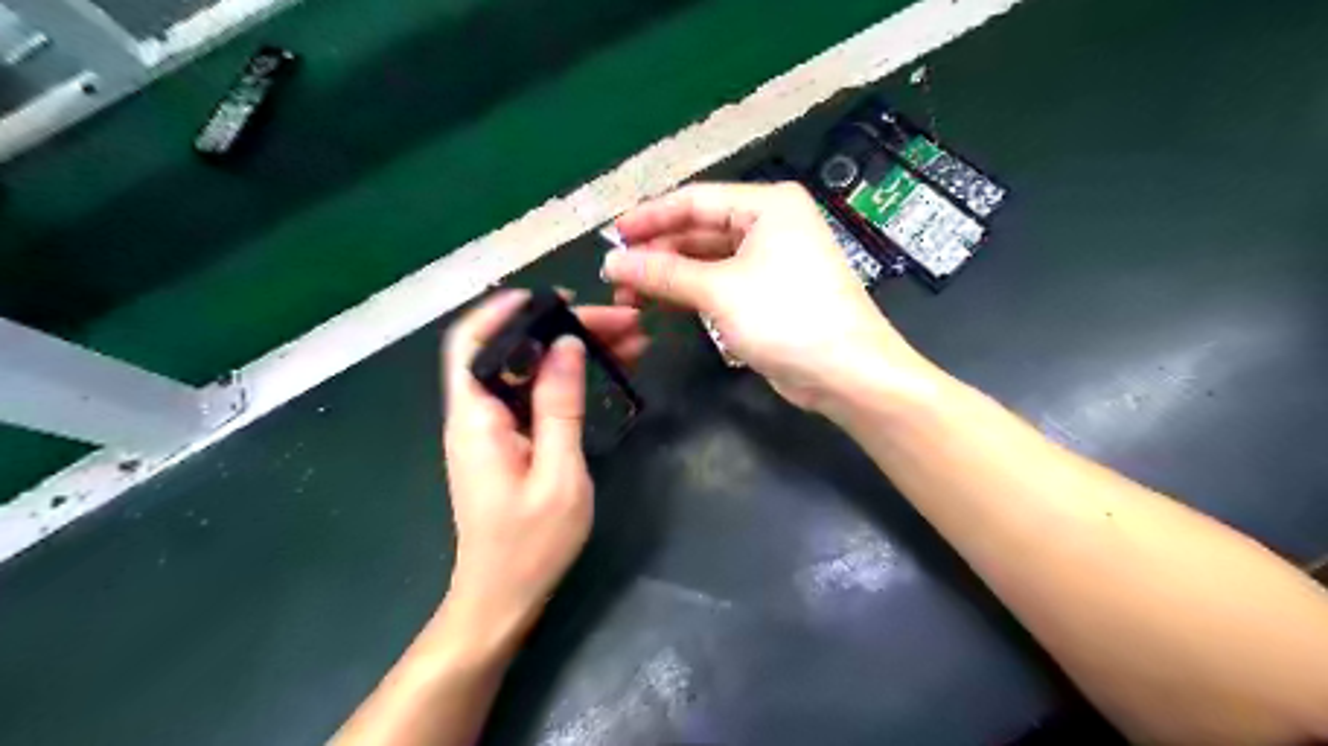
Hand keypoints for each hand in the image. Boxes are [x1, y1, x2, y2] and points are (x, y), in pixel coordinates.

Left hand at [441, 288, 648, 644]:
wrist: (503, 597)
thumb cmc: (530, 544)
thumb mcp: (557, 474)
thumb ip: (559, 406)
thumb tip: (565, 345)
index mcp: (477, 419)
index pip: (472, 343)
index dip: (505, 310)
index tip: (555, 296)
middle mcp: (477, 415)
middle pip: (512, 351)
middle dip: (564, 330)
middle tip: (624, 325)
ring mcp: (493, 430)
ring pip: (528, 371)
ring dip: (572, 351)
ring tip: (630, 343)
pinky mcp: (509, 443)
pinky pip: (536, 396)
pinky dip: (568, 379)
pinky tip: (605, 372)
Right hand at [607, 179, 932, 412]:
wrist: (846, 373)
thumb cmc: (787, 317)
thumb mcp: (720, 290)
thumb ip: (664, 273)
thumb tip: (612, 262)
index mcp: (767, 205)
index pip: (695, 200)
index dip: (649, 217)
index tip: (611, 236)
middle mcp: (769, 225)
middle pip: (699, 230)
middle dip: (657, 252)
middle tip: (615, 276)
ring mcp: (769, 261)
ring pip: (706, 260)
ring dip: (669, 275)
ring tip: (629, 295)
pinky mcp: (766, 294)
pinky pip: (719, 284)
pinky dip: (690, 292)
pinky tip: (660, 303)